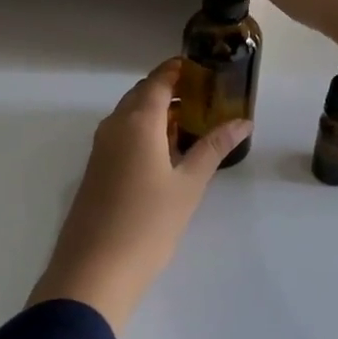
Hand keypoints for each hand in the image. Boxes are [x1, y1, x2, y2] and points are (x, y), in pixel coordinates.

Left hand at [27, 59, 249, 333]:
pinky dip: (143, 131)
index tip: (202, 68)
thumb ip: (214, 148)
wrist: (93, 270)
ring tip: (189, 124)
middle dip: (169, 90)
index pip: (158, 80)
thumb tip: (243, 121)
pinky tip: (164, 153)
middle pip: (142, 94)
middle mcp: (114, 125)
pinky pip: (121, 134)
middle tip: (202, 97)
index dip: (178, 69)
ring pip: (130, 115)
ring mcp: (100, 147)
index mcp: (137, 121)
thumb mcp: (188, 185)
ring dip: (156, 112)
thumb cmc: (148, 223)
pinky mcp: (95, 169)